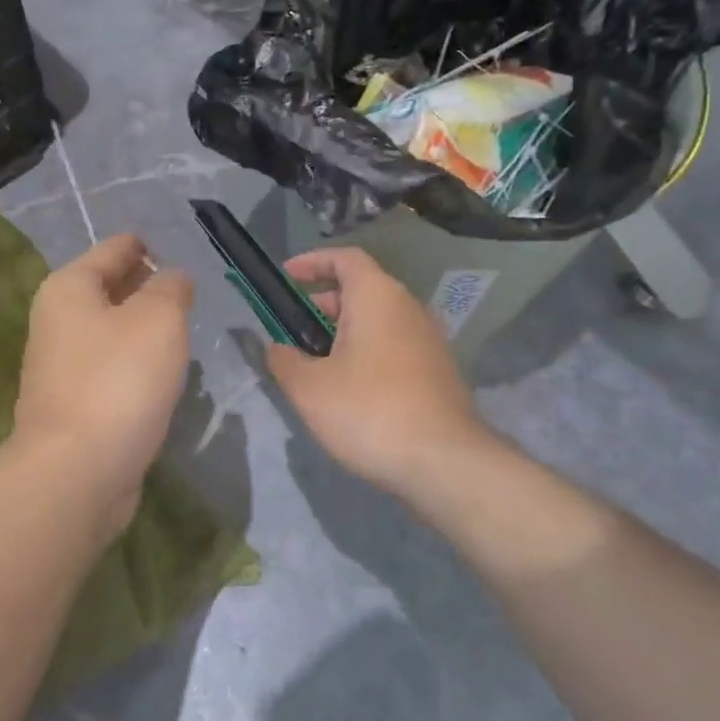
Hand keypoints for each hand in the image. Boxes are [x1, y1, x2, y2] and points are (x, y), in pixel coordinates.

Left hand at [13, 234, 193, 529]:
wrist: (78, 472)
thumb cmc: (119, 381)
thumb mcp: (158, 318)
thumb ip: (170, 288)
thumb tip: (171, 280)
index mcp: (69, 288)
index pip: (116, 248)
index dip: (150, 246)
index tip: (185, 254)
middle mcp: (59, 321)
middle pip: (111, 289)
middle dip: (150, 288)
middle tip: (193, 293)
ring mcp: (64, 366)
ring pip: (114, 332)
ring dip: (146, 330)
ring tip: (185, 330)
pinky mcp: (76, 405)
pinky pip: (114, 369)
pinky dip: (138, 365)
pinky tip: (166, 374)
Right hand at [264, 247, 496, 498]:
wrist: (443, 462)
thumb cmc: (368, 411)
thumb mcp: (309, 388)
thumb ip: (284, 360)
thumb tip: (276, 348)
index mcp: (377, 296)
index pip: (345, 258)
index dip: (312, 262)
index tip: (286, 277)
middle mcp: (408, 308)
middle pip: (362, 289)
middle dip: (323, 302)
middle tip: (293, 327)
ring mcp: (429, 340)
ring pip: (379, 321)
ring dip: (345, 332)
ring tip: (315, 362)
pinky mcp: (438, 371)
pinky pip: (394, 346)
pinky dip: (367, 352)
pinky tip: (349, 388)